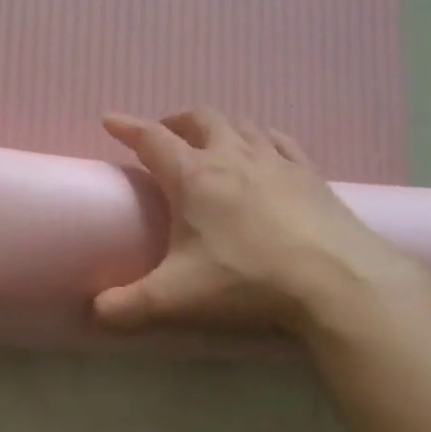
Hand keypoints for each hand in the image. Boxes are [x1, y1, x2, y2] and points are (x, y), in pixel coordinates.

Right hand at [94, 108, 419, 334]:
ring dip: (217, 127)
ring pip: (239, 124)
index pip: (151, 139)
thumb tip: (92, 313)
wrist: (338, 282)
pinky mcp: (308, 173)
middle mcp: (231, 156)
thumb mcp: (177, 297)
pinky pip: (279, 140)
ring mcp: (274, 161)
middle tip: (163, 136)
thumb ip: (128, 305)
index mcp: (193, 177)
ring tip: (209, 142)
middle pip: (198, 119)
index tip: (109, 119)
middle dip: (174, 121)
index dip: (126, 127)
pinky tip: (263, 148)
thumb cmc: (248, 280)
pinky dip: (261, 137)